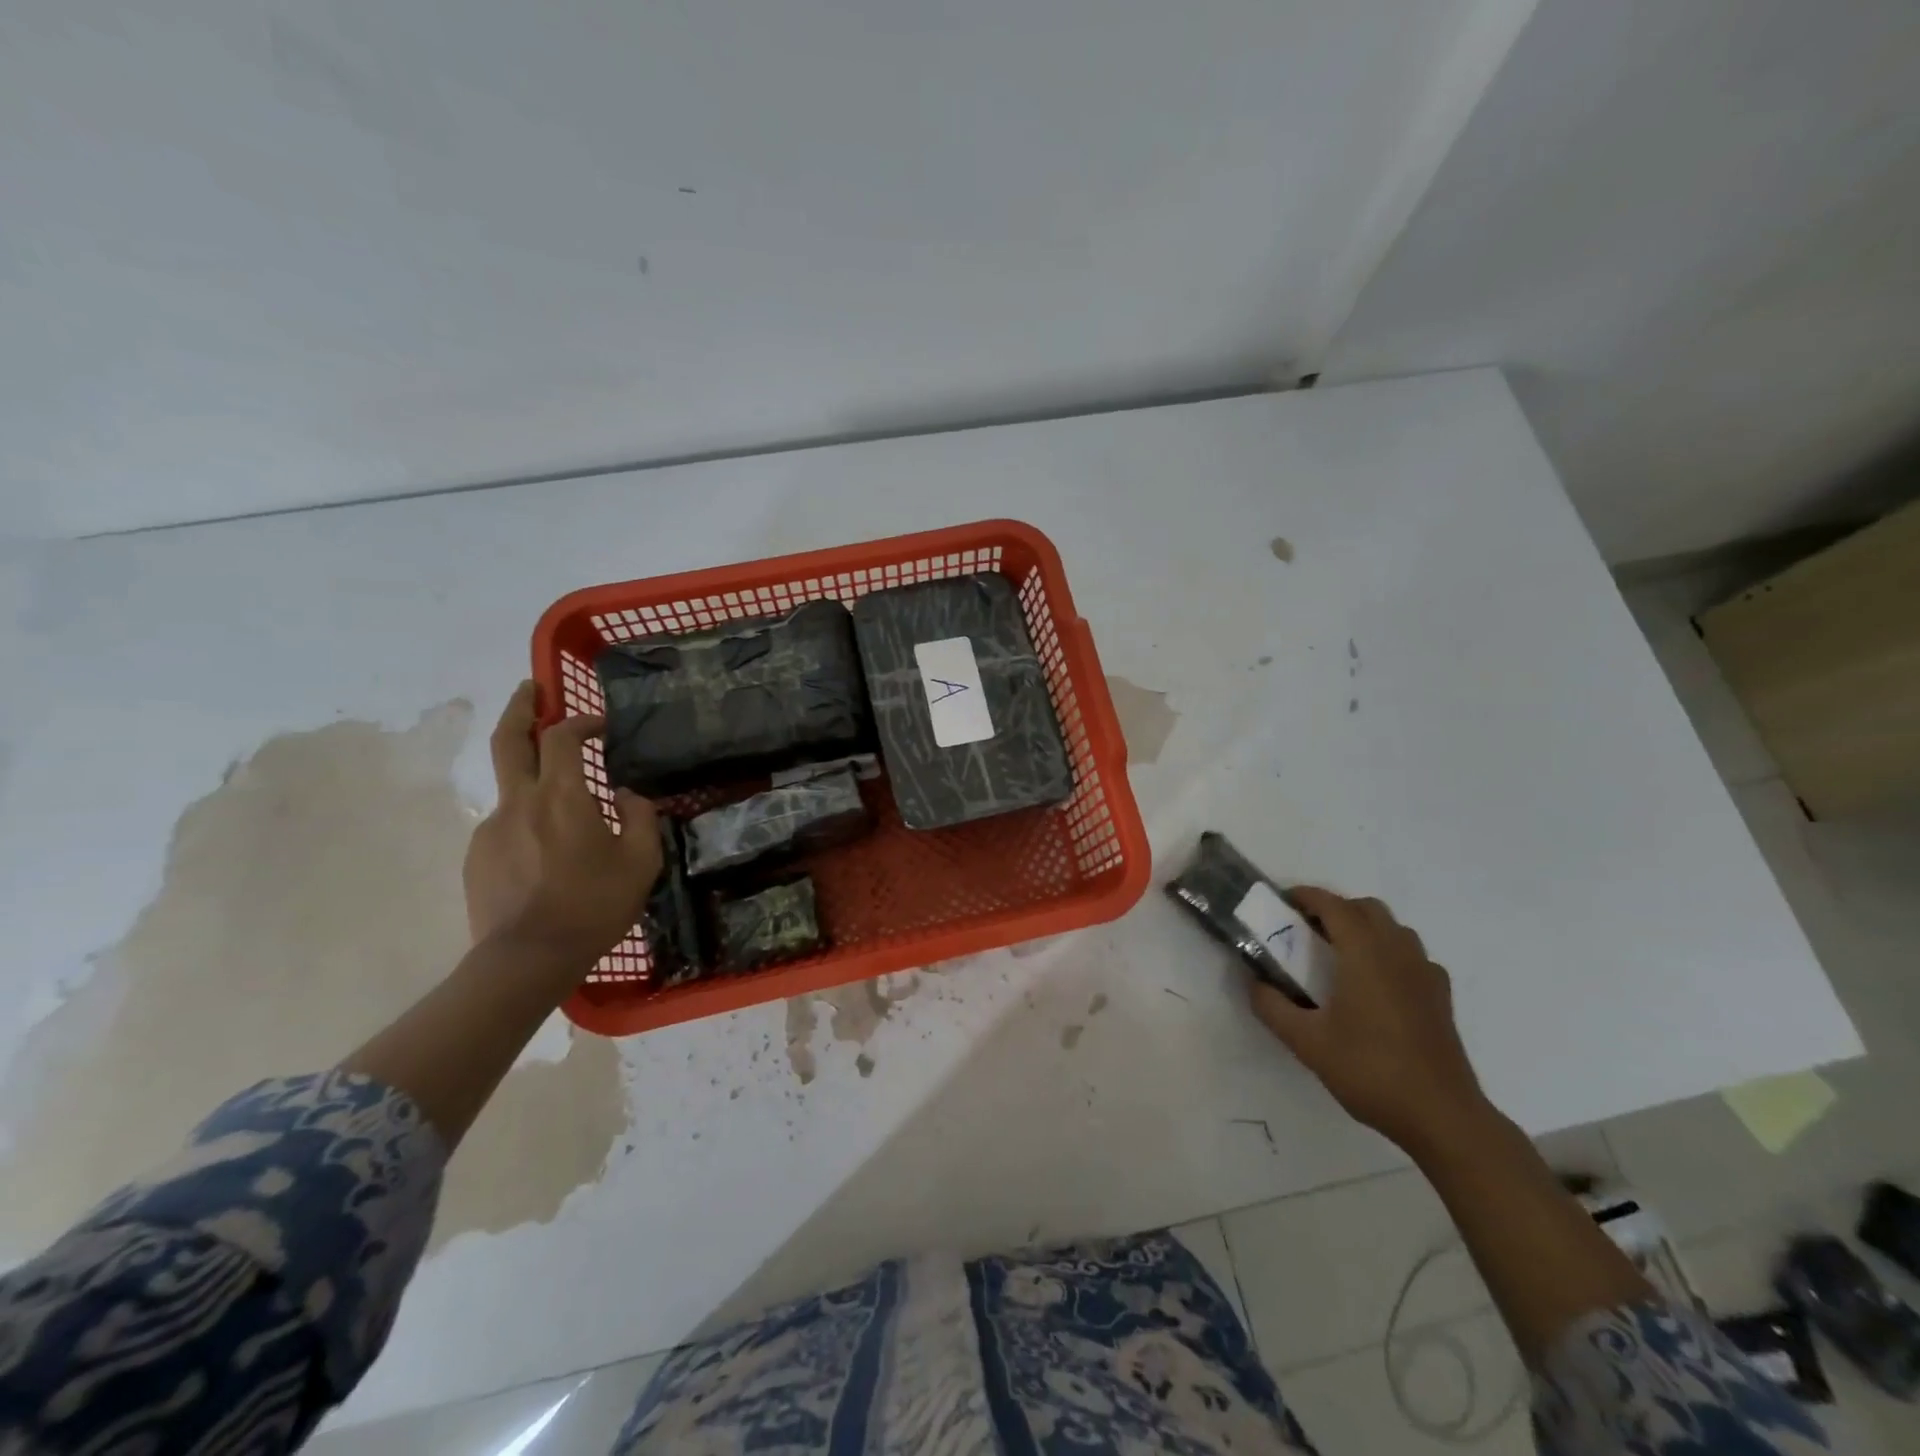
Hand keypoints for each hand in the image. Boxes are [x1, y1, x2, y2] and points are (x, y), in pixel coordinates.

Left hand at [463, 681, 662, 960]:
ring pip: (509, 786)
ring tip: (560, 799)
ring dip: (529, 774)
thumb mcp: (641, 861)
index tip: (600, 725)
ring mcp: (492, 829)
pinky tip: (546, 849)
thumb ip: (640, 817)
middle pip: (508, 740)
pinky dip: (526, 819)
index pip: (561, 737)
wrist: (527, 959)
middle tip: (529, 689)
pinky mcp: (477, 856)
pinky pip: (505, 824)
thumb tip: (627, 795)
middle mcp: (519, 802)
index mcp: (561, 796)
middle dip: (519, 708)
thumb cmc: (594, 905)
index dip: (580, 721)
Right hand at [1250, 888, 1487, 1151]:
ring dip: (1364, 928)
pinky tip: (1375, 985)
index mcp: (1365, 954)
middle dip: (1335, 910)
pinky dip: (1388, 953)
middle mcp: (1398, 953)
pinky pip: (1411, 956)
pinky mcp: (1440, 997)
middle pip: (1367, 909)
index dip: (1307, 897)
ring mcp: (1425, 974)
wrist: (1442, 1117)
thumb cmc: (1370, 1070)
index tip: (1283, 902)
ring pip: (1393, 929)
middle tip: (1306, 931)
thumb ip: (1272, 1007)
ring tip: (1338, 956)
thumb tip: (1254, 983)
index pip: (1335, 906)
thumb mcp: (1307, 1042)